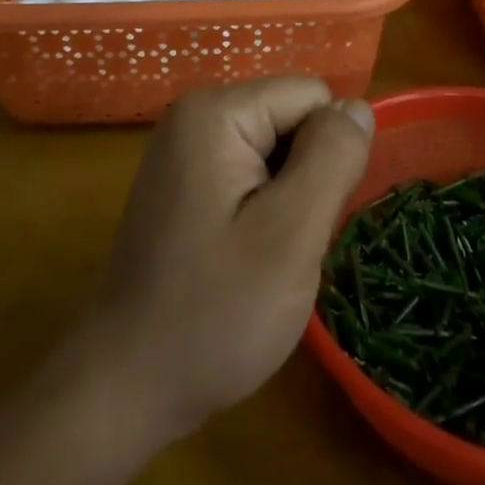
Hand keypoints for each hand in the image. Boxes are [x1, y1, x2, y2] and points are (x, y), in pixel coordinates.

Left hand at [74, 78, 374, 446]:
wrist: (126, 386)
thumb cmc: (213, 314)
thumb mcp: (291, 235)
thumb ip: (332, 158)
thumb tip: (359, 107)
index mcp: (216, 112)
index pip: (313, 98)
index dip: (328, 157)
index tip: (304, 220)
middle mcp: (196, 115)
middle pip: (292, 120)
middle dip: (307, 178)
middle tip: (284, 245)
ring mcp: (186, 149)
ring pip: (278, 151)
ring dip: (289, 200)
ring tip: (265, 255)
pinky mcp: (185, 182)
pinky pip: (252, 175)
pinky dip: (265, 212)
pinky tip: (246, 256)